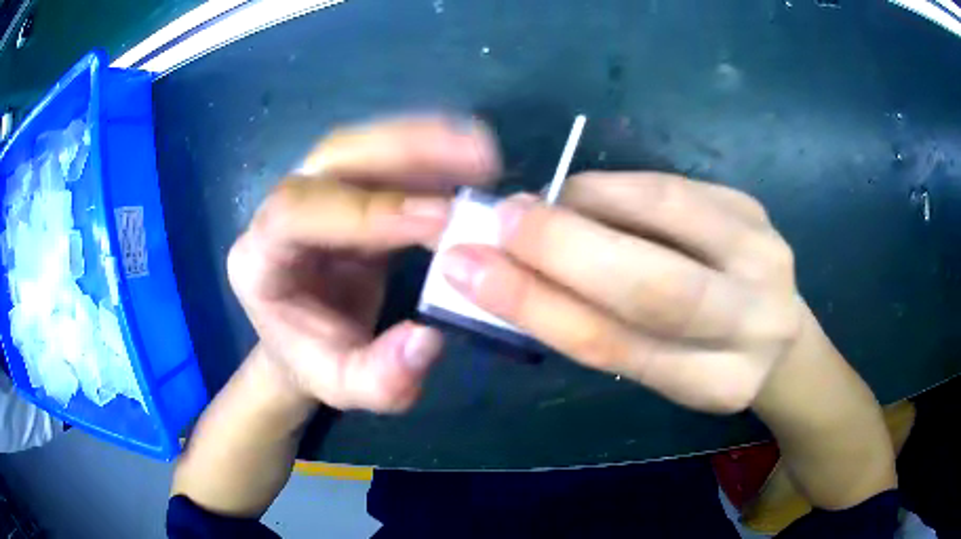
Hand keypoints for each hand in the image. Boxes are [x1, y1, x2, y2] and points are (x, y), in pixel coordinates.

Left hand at [227, 117, 498, 412]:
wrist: (305, 342)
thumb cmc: (317, 363)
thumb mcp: (344, 388)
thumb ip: (381, 379)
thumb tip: (430, 339)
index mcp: (259, 258)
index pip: (295, 213)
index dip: (364, 211)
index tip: (438, 220)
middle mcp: (279, 209)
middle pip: (332, 156)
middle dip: (405, 150)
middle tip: (476, 157)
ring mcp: (315, 190)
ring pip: (364, 145)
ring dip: (426, 142)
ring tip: (482, 154)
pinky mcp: (347, 188)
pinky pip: (386, 159)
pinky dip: (431, 155)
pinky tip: (470, 164)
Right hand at [440, 172, 806, 412]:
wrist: (775, 331)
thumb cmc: (707, 359)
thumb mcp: (659, 368)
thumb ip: (600, 327)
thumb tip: (516, 269)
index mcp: (718, 383)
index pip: (619, 346)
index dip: (537, 306)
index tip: (468, 271)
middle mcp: (754, 320)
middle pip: (655, 284)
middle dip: (562, 247)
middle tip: (499, 222)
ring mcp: (764, 253)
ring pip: (666, 213)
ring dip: (586, 203)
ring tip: (538, 207)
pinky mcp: (755, 208)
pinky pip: (671, 185)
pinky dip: (614, 187)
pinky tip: (584, 196)